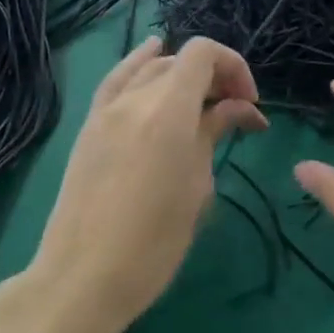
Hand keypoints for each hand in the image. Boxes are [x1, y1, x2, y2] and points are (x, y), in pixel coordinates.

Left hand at [29, 37, 265, 332]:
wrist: (83, 277)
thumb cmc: (153, 243)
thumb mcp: (197, 188)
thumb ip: (212, 135)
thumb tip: (236, 109)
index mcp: (167, 112)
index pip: (203, 55)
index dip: (234, 67)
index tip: (250, 105)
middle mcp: (135, 99)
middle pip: (179, 61)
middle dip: (215, 77)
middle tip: (236, 113)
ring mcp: (106, 110)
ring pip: (149, 68)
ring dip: (182, 76)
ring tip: (202, 102)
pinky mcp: (89, 126)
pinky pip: (118, 81)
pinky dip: (139, 65)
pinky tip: (152, 57)